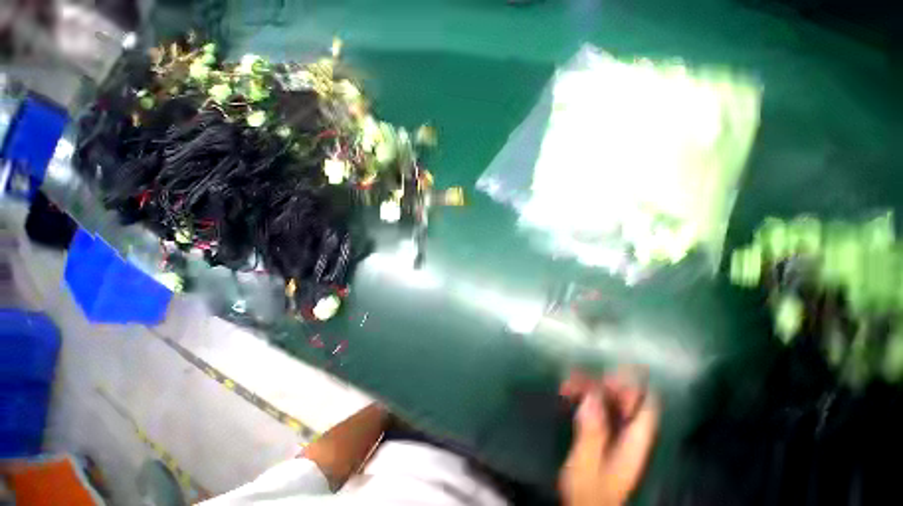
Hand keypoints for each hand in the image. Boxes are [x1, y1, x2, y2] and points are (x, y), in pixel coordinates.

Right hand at [559, 370, 659, 505]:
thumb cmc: (589, 490)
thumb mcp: (588, 462)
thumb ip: (592, 431)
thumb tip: (592, 398)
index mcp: (634, 442)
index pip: (645, 406)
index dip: (632, 385)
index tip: (609, 372)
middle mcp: (629, 434)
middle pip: (623, 400)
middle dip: (601, 383)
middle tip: (576, 376)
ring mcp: (615, 433)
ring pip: (607, 401)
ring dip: (587, 388)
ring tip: (565, 383)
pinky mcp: (602, 433)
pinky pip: (595, 407)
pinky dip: (582, 397)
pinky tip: (566, 393)